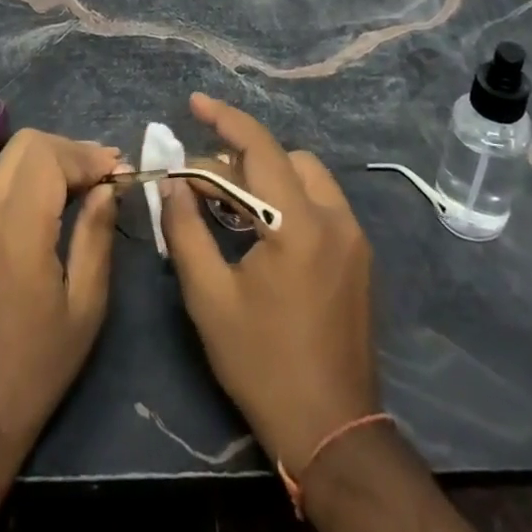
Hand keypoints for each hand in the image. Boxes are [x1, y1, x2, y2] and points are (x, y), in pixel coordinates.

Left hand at [0, 129, 121, 474]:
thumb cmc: (36, 370)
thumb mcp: (85, 307)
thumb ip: (96, 236)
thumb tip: (108, 187)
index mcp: (16, 231)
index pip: (47, 156)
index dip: (87, 155)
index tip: (120, 172)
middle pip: (24, 145)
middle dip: (68, 150)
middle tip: (103, 174)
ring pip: (8, 162)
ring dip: (48, 162)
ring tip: (85, 185)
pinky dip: (28, 180)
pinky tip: (53, 205)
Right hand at [160, 93, 378, 469]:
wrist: (332, 430)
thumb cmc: (262, 363)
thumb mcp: (209, 297)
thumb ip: (186, 229)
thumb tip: (172, 182)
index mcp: (297, 224)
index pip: (259, 147)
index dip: (224, 118)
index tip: (194, 102)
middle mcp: (334, 218)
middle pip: (285, 157)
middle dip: (242, 155)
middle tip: (202, 177)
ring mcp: (353, 237)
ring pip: (307, 176)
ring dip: (267, 175)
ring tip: (228, 202)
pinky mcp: (359, 257)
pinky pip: (320, 203)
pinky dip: (288, 197)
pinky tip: (260, 228)